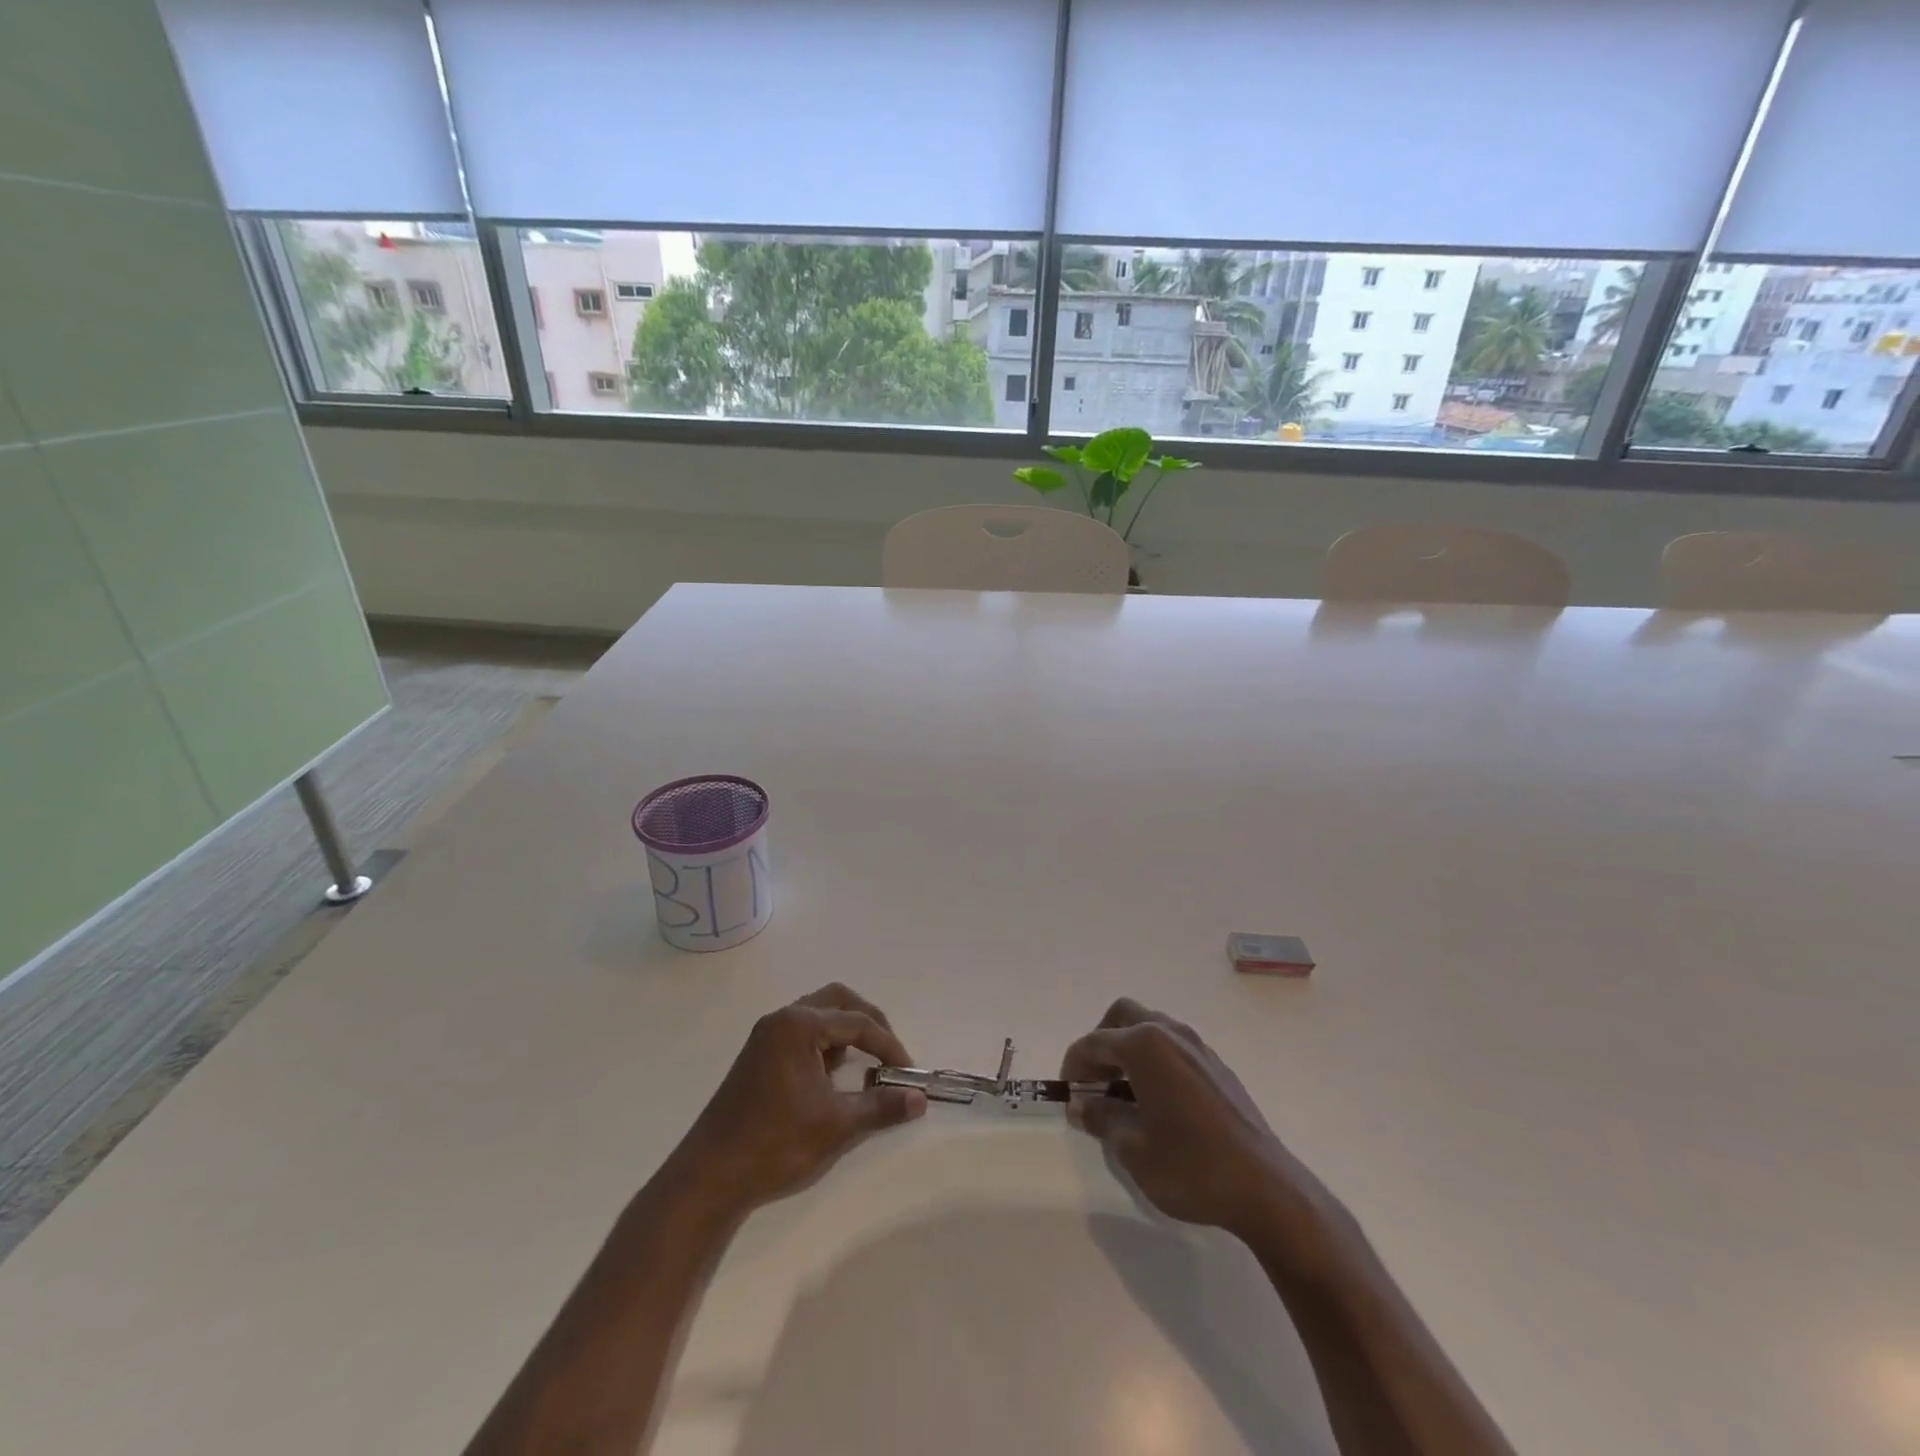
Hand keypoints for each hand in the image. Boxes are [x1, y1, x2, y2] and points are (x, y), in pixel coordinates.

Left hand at [665, 983, 926, 1214]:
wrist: (709, 1177)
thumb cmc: (776, 1143)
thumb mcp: (837, 1125)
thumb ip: (882, 1107)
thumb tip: (920, 1099)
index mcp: (799, 1024)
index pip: (858, 1022)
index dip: (889, 1046)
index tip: (908, 1073)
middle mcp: (782, 1019)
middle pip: (838, 1001)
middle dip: (869, 1023)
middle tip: (889, 1053)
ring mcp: (766, 1036)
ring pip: (819, 1015)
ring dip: (846, 1032)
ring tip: (865, 1066)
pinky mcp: (758, 1056)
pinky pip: (802, 1034)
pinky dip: (825, 1045)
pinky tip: (833, 1078)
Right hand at [1062, 998, 1326, 1243]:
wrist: (1266, 1189)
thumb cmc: (1190, 1166)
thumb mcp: (1132, 1148)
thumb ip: (1101, 1118)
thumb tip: (1082, 1106)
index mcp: (1145, 1045)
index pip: (1094, 1041)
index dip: (1074, 1065)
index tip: (1067, 1094)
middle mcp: (1171, 1033)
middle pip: (1123, 1017)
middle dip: (1101, 1044)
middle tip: (1093, 1084)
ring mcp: (1198, 1047)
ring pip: (1150, 1029)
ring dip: (1128, 1051)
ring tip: (1121, 1095)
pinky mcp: (1217, 1067)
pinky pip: (1173, 1048)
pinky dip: (1154, 1062)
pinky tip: (1156, 1102)